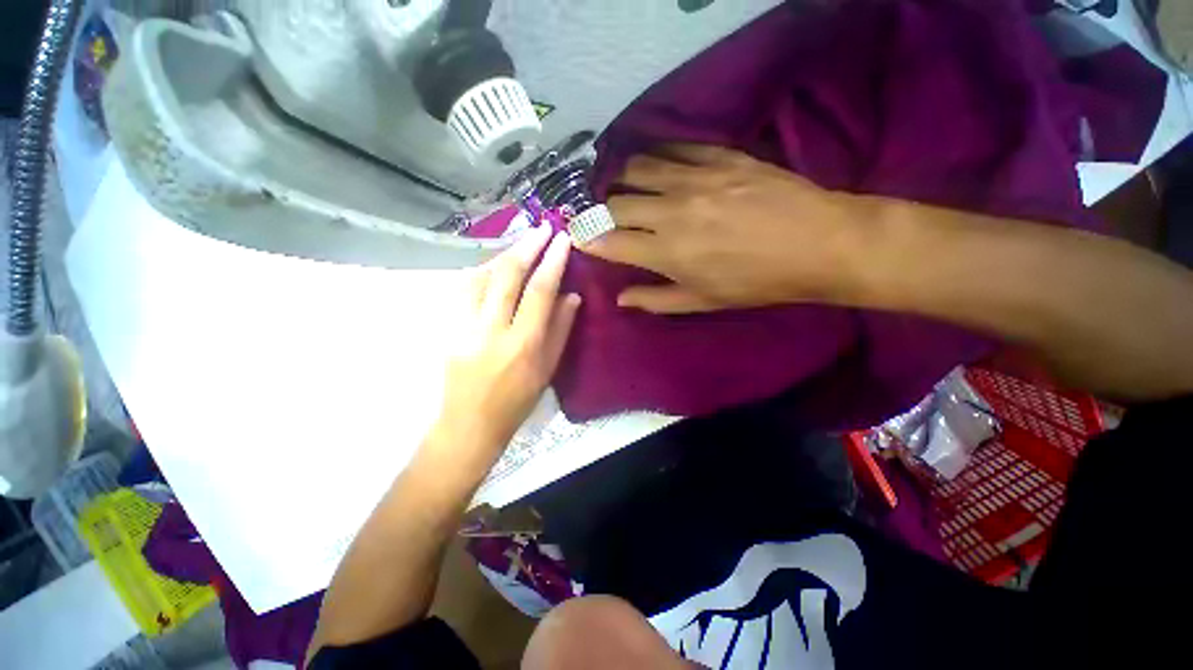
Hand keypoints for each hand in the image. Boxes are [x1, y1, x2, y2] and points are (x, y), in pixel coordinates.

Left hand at [425, 225, 580, 474]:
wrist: (469, 423)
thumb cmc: (517, 401)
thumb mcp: (548, 369)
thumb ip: (560, 329)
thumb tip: (572, 295)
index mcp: (524, 344)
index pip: (540, 291)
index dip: (552, 261)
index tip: (561, 239)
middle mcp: (493, 330)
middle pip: (507, 275)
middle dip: (526, 246)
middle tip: (540, 228)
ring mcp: (464, 327)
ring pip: (481, 276)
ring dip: (502, 255)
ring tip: (520, 244)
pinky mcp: (448, 328)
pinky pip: (465, 289)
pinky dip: (482, 271)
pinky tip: (493, 266)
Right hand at [582, 144, 872, 312]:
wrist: (818, 243)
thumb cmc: (757, 282)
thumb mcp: (703, 302)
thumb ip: (655, 300)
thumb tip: (621, 298)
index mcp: (666, 252)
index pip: (609, 240)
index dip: (587, 238)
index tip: (577, 236)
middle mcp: (671, 211)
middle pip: (617, 202)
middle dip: (602, 211)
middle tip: (604, 216)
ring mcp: (695, 178)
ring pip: (638, 168)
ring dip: (624, 180)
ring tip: (627, 189)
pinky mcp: (719, 156)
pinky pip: (674, 148)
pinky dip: (657, 156)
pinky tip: (659, 166)